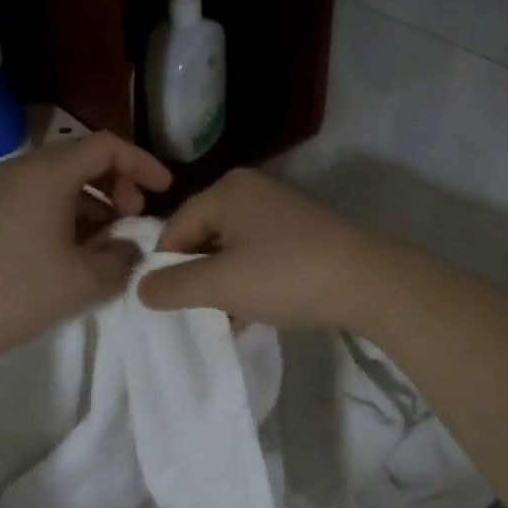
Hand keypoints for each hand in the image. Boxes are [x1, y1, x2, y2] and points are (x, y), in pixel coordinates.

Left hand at [0, 132, 170, 360]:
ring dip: (94, 201)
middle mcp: (24, 168)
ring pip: (62, 179)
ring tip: (109, 239)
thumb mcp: (85, 280)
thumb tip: (131, 246)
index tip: (165, 190)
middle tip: (134, 218)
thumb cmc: (17, 291)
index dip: (142, 164)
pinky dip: (68, 211)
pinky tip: (75, 248)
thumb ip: (122, 257)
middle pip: (84, 158)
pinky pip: (40, 195)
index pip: (107, 146)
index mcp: (49, 173)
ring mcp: (2, 187)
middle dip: (119, 183)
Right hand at [138, 169, 385, 330]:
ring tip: (225, 317)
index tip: (168, 303)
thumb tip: (141, 288)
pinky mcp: (300, 231)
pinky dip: (249, 279)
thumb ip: (174, 286)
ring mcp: (279, 209)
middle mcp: (251, 190)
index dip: (166, 267)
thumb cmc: (285, 276)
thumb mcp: (221, 285)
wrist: (366, 283)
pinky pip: (258, 253)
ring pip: (231, 248)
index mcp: (227, 190)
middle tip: (198, 312)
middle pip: (203, 235)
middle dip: (197, 276)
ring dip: (223, 283)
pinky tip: (252, 311)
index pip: (176, 227)